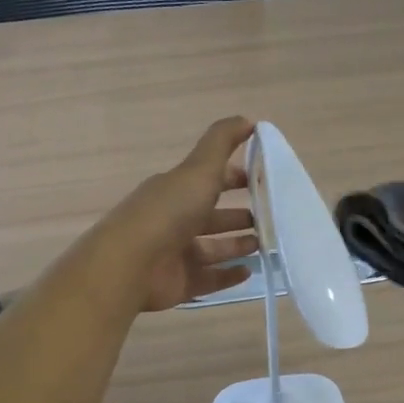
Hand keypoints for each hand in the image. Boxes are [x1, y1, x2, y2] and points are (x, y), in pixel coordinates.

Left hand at [100, 117, 260, 312]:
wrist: (131, 264)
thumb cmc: (168, 212)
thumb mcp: (198, 169)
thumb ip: (222, 142)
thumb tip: (248, 119)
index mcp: (177, 190)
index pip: (209, 180)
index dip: (235, 179)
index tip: (264, 182)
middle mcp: (175, 220)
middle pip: (213, 217)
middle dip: (240, 216)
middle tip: (273, 220)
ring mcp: (177, 254)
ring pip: (214, 248)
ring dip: (238, 246)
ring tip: (267, 246)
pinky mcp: (180, 283)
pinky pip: (210, 279)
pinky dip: (229, 275)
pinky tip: (250, 272)